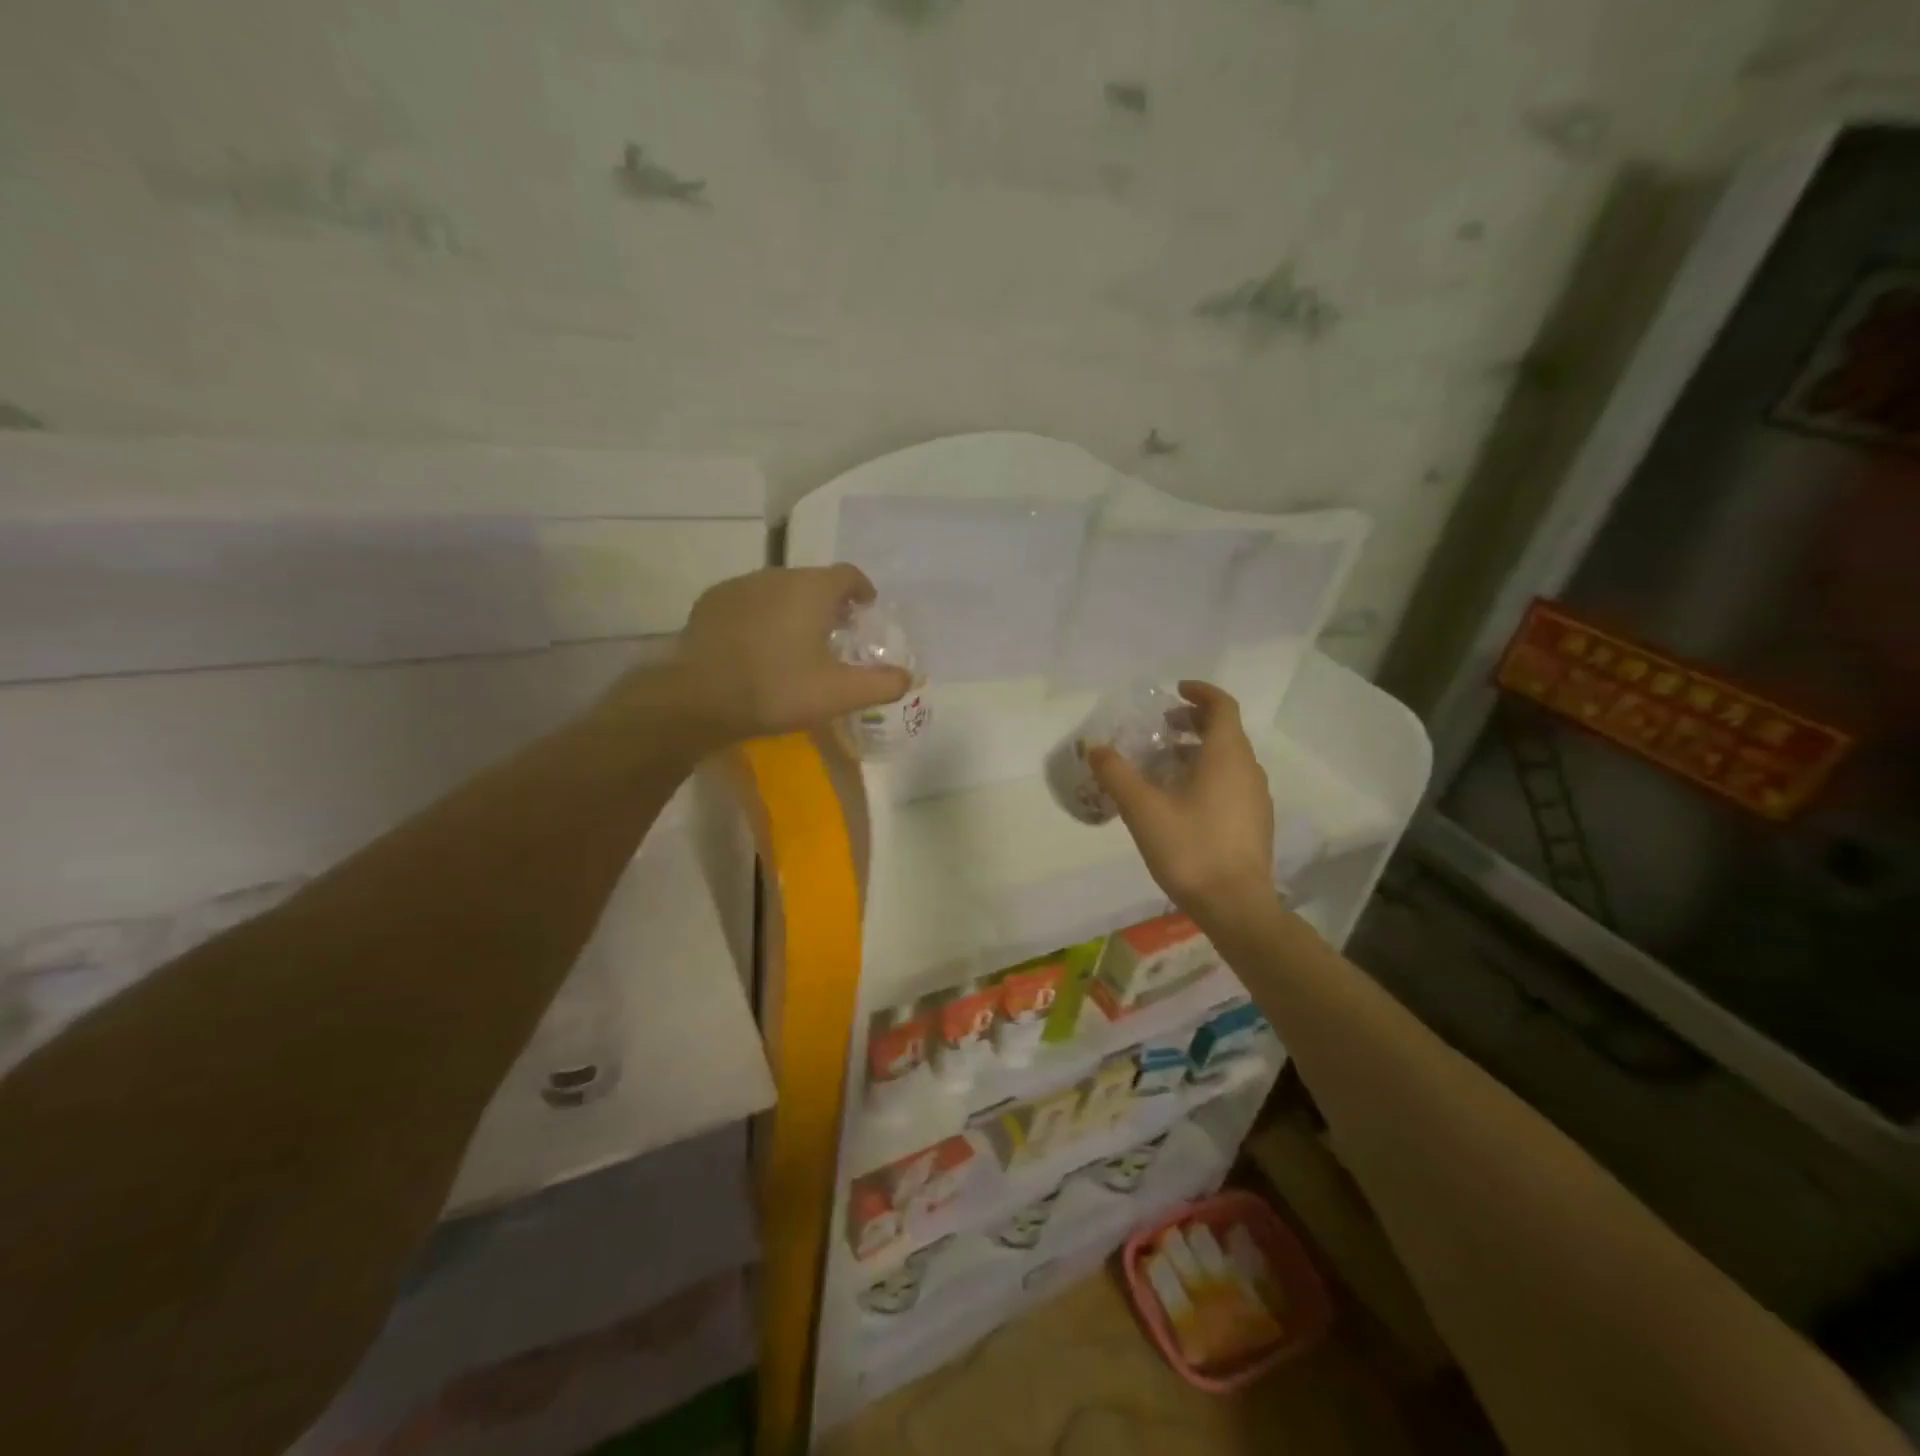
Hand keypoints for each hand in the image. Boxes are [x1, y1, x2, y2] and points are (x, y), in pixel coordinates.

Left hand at [663, 565, 910, 743]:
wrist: (697, 698)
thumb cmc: (776, 689)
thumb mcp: (838, 694)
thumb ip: (880, 684)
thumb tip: (908, 678)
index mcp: (812, 589)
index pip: (848, 575)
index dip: (862, 590)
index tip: (866, 610)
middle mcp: (776, 576)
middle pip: (812, 581)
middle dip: (828, 603)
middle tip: (835, 635)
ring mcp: (739, 586)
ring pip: (778, 591)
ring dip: (792, 609)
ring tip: (795, 644)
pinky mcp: (710, 603)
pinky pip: (748, 603)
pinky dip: (761, 618)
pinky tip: (757, 648)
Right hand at [1090, 681, 1275, 927]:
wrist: (1235, 906)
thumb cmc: (1190, 848)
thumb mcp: (1142, 809)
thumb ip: (1116, 775)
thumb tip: (1095, 749)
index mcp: (1227, 755)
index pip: (1222, 706)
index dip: (1200, 693)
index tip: (1175, 691)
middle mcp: (1248, 769)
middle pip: (1225, 731)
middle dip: (1193, 722)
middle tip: (1161, 728)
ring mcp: (1256, 798)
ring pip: (1228, 759)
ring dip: (1198, 751)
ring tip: (1164, 765)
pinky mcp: (1255, 823)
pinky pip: (1232, 783)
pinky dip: (1208, 775)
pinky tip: (1181, 801)